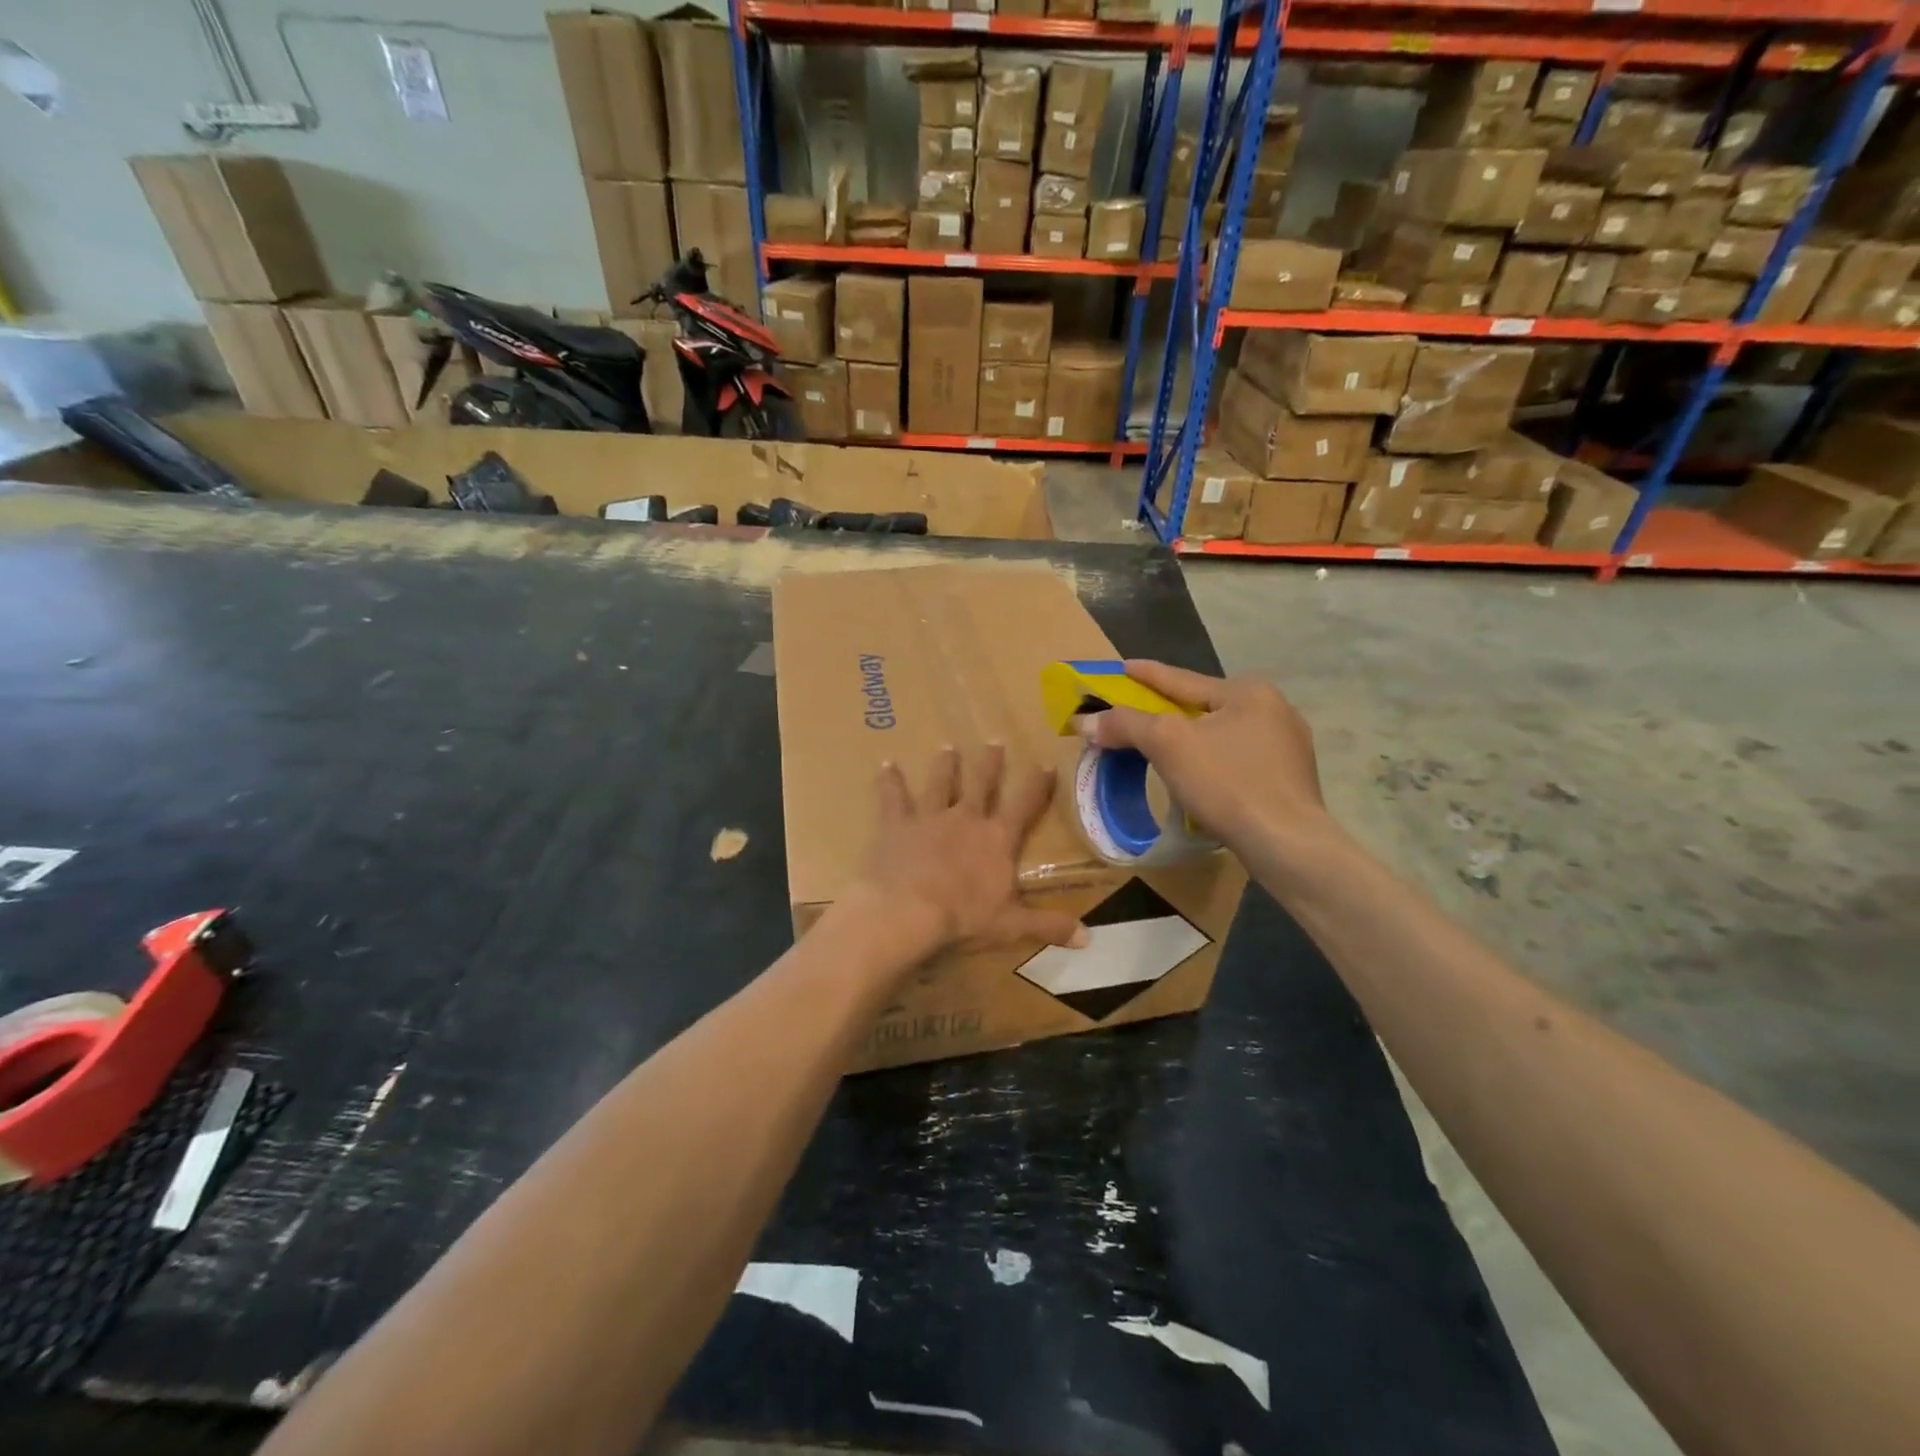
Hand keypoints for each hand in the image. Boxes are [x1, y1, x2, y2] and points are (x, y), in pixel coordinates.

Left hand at [860, 745, 1088, 953]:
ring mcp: (929, 817)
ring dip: (945, 765)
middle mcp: (966, 819)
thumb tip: (1089, 937)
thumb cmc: (962, 918)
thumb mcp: (1011, 926)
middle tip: (993, 742)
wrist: (907, 912)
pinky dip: (889, 781)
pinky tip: (886, 764)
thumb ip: (1049, 925)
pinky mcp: (897, 824)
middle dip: (990, 763)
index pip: (1024, 805)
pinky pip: (893, 797)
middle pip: (981, 783)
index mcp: (997, 839)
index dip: (1037, 785)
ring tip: (947, 747)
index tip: (1045, 763)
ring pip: (940, 783)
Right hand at [1074, 661, 1328, 849]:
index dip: (1146, 674)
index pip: (1182, 679)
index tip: (1122, 667)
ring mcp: (1288, 747)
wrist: (1287, 844)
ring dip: (1191, 740)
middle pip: (1203, 707)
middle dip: (1168, 711)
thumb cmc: (1227, 782)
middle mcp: (1274, 710)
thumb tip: (1085, 721)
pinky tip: (1200, 778)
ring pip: (1222, 735)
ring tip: (1163, 748)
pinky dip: (1212, 763)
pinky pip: (1237, 761)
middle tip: (1136, 714)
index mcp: (1248, 691)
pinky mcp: (1289, 781)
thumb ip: (1126, 725)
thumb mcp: (1167, 745)